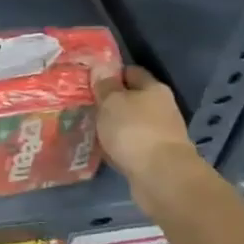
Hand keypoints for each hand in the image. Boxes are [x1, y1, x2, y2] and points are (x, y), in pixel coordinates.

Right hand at [94, 67, 203, 192]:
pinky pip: (129, 146)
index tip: (90, 78)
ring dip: (112, 126)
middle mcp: (160, 109)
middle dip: (110, 102)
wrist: (160, 176)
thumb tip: (101, 67)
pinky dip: (116, 146)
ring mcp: (159, 135)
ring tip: (86, 127)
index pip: (132, 72)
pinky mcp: (153, 158)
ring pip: (129, 124)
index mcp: (154, 89)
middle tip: (82, 104)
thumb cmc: (135, 130)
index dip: (112, 73)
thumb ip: (105, 86)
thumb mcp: (112, 102)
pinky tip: (99, 149)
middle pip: (132, 99)